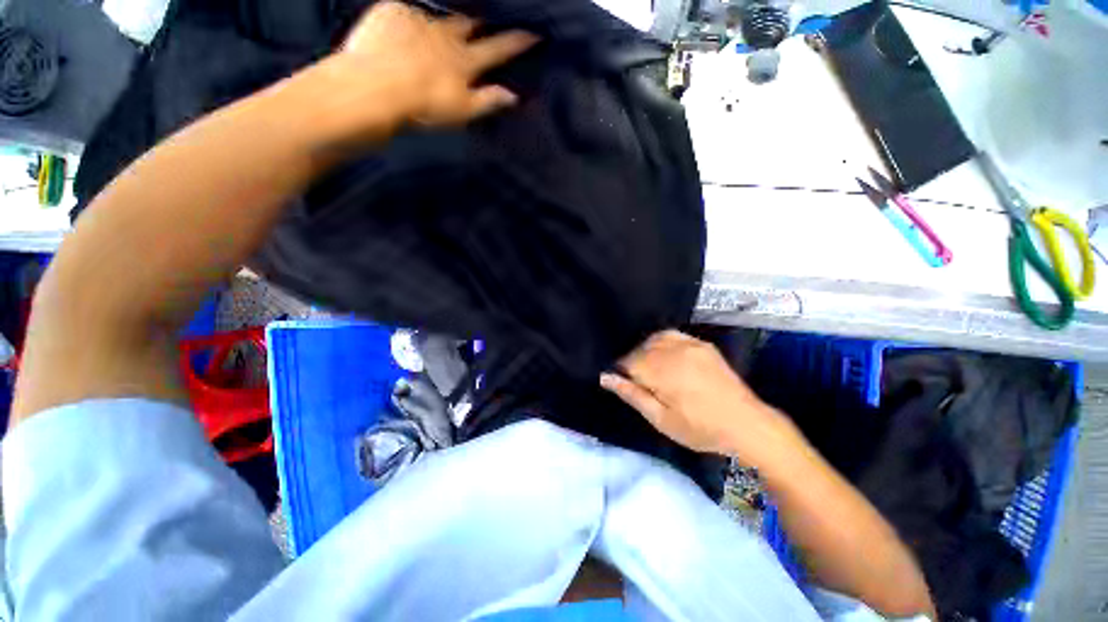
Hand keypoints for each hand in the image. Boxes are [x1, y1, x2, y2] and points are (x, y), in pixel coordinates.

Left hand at [313, 1, 537, 137]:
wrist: (374, 86)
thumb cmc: (423, 107)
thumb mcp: (462, 111)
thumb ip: (488, 101)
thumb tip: (513, 95)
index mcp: (464, 61)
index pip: (497, 49)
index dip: (516, 42)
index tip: (532, 33)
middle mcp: (445, 35)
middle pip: (467, 25)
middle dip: (476, 25)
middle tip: (479, 26)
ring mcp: (418, 20)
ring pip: (436, 16)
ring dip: (442, 23)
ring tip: (439, 31)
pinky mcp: (391, 12)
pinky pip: (404, 11)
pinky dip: (407, 20)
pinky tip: (401, 31)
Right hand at [600, 330, 794, 460]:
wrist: (746, 424)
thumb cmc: (700, 429)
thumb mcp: (661, 419)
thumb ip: (632, 395)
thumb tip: (605, 377)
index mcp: (661, 371)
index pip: (627, 360)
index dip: (621, 369)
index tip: (623, 381)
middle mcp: (672, 351)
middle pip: (639, 348)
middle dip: (633, 361)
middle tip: (638, 380)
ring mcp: (689, 344)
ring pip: (653, 339)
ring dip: (646, 350)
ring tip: (650, 367)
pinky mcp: (701, 344)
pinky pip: (672, 334)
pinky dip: (662, 341)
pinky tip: (664, 354)